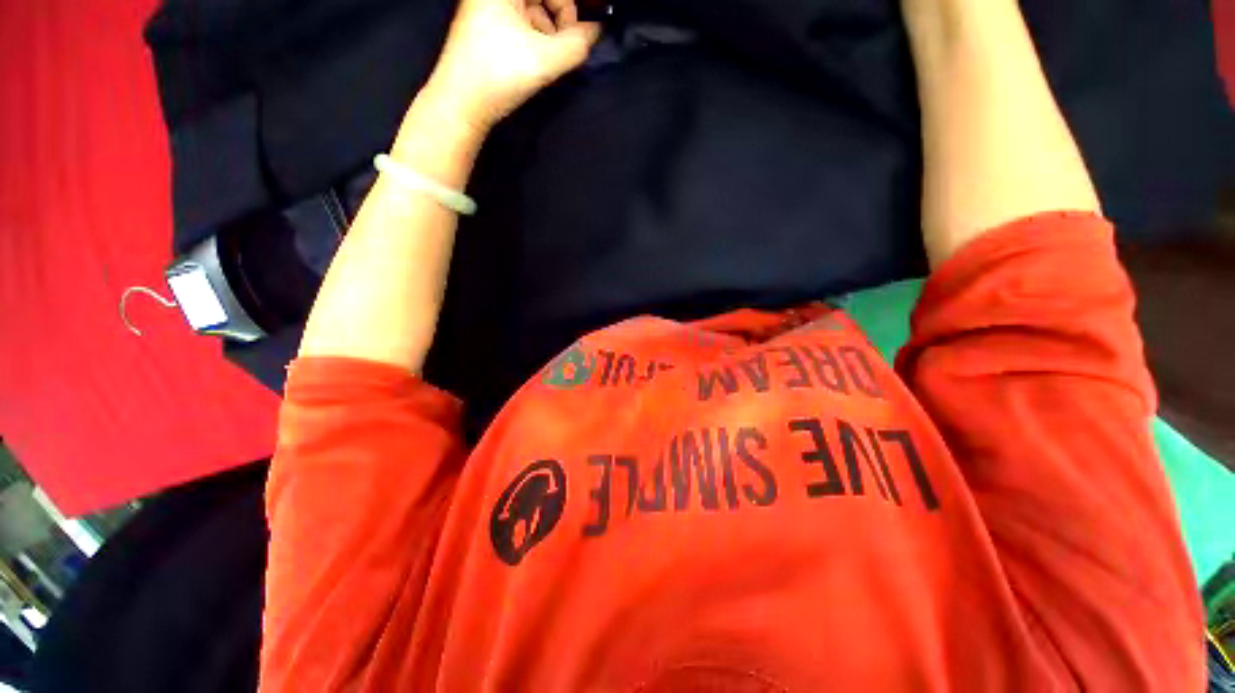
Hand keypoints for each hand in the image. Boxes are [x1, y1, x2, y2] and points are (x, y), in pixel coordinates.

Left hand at [424, 0, 600, 132]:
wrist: (461, 104)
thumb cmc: (498, 76)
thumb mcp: (546, 60)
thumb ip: (578, 44)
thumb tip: (595, 31)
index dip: (569, 11)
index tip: (578, 35)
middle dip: (558, 20)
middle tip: (558, 49)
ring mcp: (488, 5)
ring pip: (534, 8)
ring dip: (547, 32)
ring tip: (540, 59)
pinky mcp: (486, 23)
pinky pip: (522, 20)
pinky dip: (533, 37)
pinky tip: (530, 60)